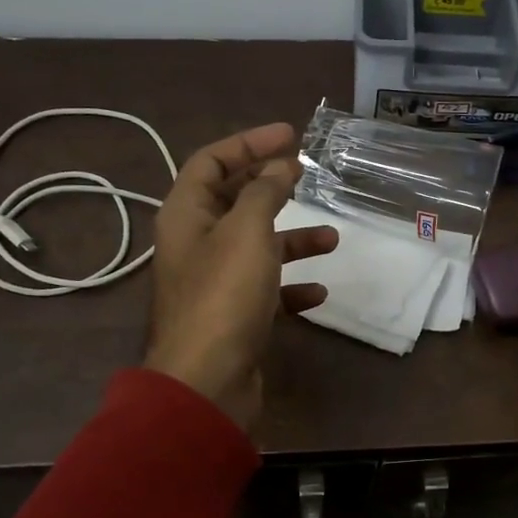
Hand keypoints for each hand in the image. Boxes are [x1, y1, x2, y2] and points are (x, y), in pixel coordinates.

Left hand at [144, 123, 338, 429]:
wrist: (207, 381)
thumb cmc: (224, 296)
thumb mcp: (246, 231)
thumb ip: (264, 193)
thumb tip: (280, 166)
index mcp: (186, 215)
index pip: (211, 161)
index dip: (249, 143)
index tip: (290, 136)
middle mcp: (196, 243)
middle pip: (233, 200)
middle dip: (271, 186)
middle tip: (307, 175)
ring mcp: (214, 282)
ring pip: (256, 246)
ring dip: (292, 238)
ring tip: (331, 238)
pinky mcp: (233, 315)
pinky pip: (266, 290)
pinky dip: (291, 286)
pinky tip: (318, 292)